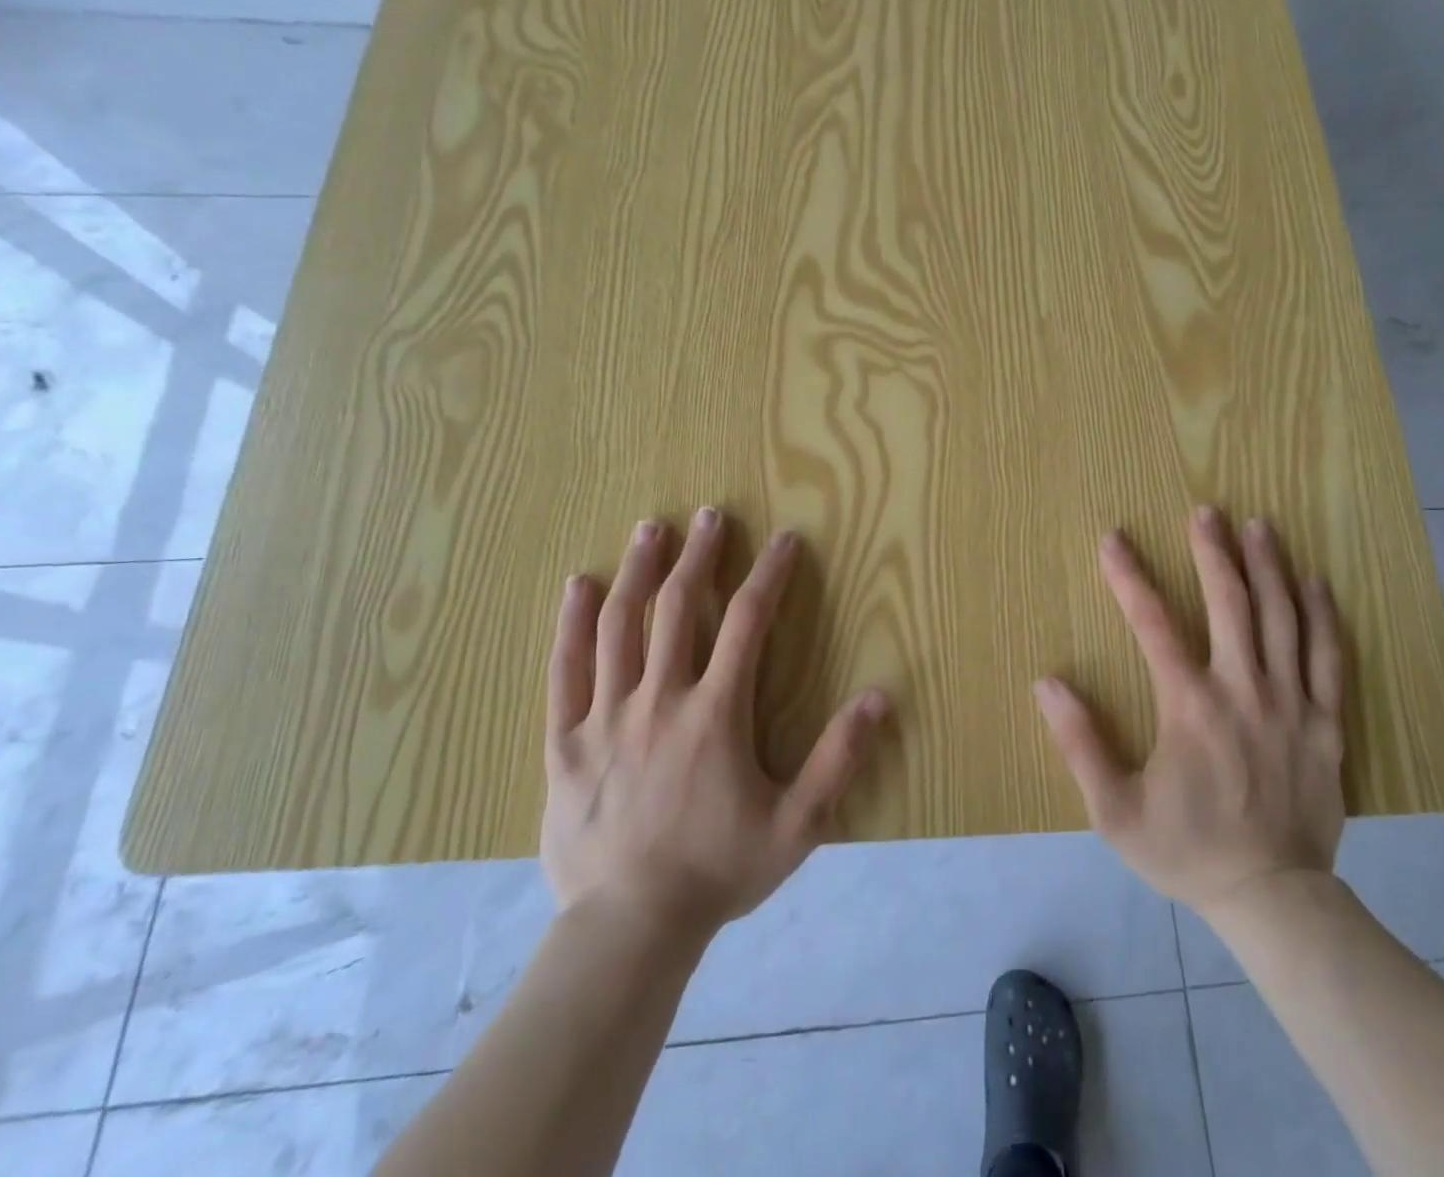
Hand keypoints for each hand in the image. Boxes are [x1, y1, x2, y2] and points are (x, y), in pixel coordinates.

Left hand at [540, 509, 888, 936]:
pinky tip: (579, 585)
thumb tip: (879, 698)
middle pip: (678, 608)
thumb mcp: (797, 825)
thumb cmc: (718, 872)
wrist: (628, 930)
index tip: (785, 540)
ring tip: (651, 530)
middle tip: (710, 514)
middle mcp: (658, 700)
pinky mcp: (565, 742)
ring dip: (638, 571)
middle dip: (698, 555)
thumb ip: (838, 760)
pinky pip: (564, 671)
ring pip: (618, 626)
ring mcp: (605, 718)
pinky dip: (571, 623)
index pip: (747, 623)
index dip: (769, 575)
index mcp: (714, 714)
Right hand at [1033, 508, 1345, 915]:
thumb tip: (1048, 683)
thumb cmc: (1186, 849)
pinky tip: (1317, 582)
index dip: (1129, 577)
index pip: (1153, 624)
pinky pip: (1329, 657)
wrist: (1272, 899)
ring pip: (1283, 619)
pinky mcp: (1327, 723)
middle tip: (1206, 511)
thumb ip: (1080, 743)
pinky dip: (1323, 614)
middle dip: (1213, 552)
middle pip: (1230, 605)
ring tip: (1259, 525)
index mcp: (1189, 706)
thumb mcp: (1115, 810)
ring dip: (1268, 568)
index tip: (1113, 539)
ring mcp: (1291, 704)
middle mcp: (1243, 690)